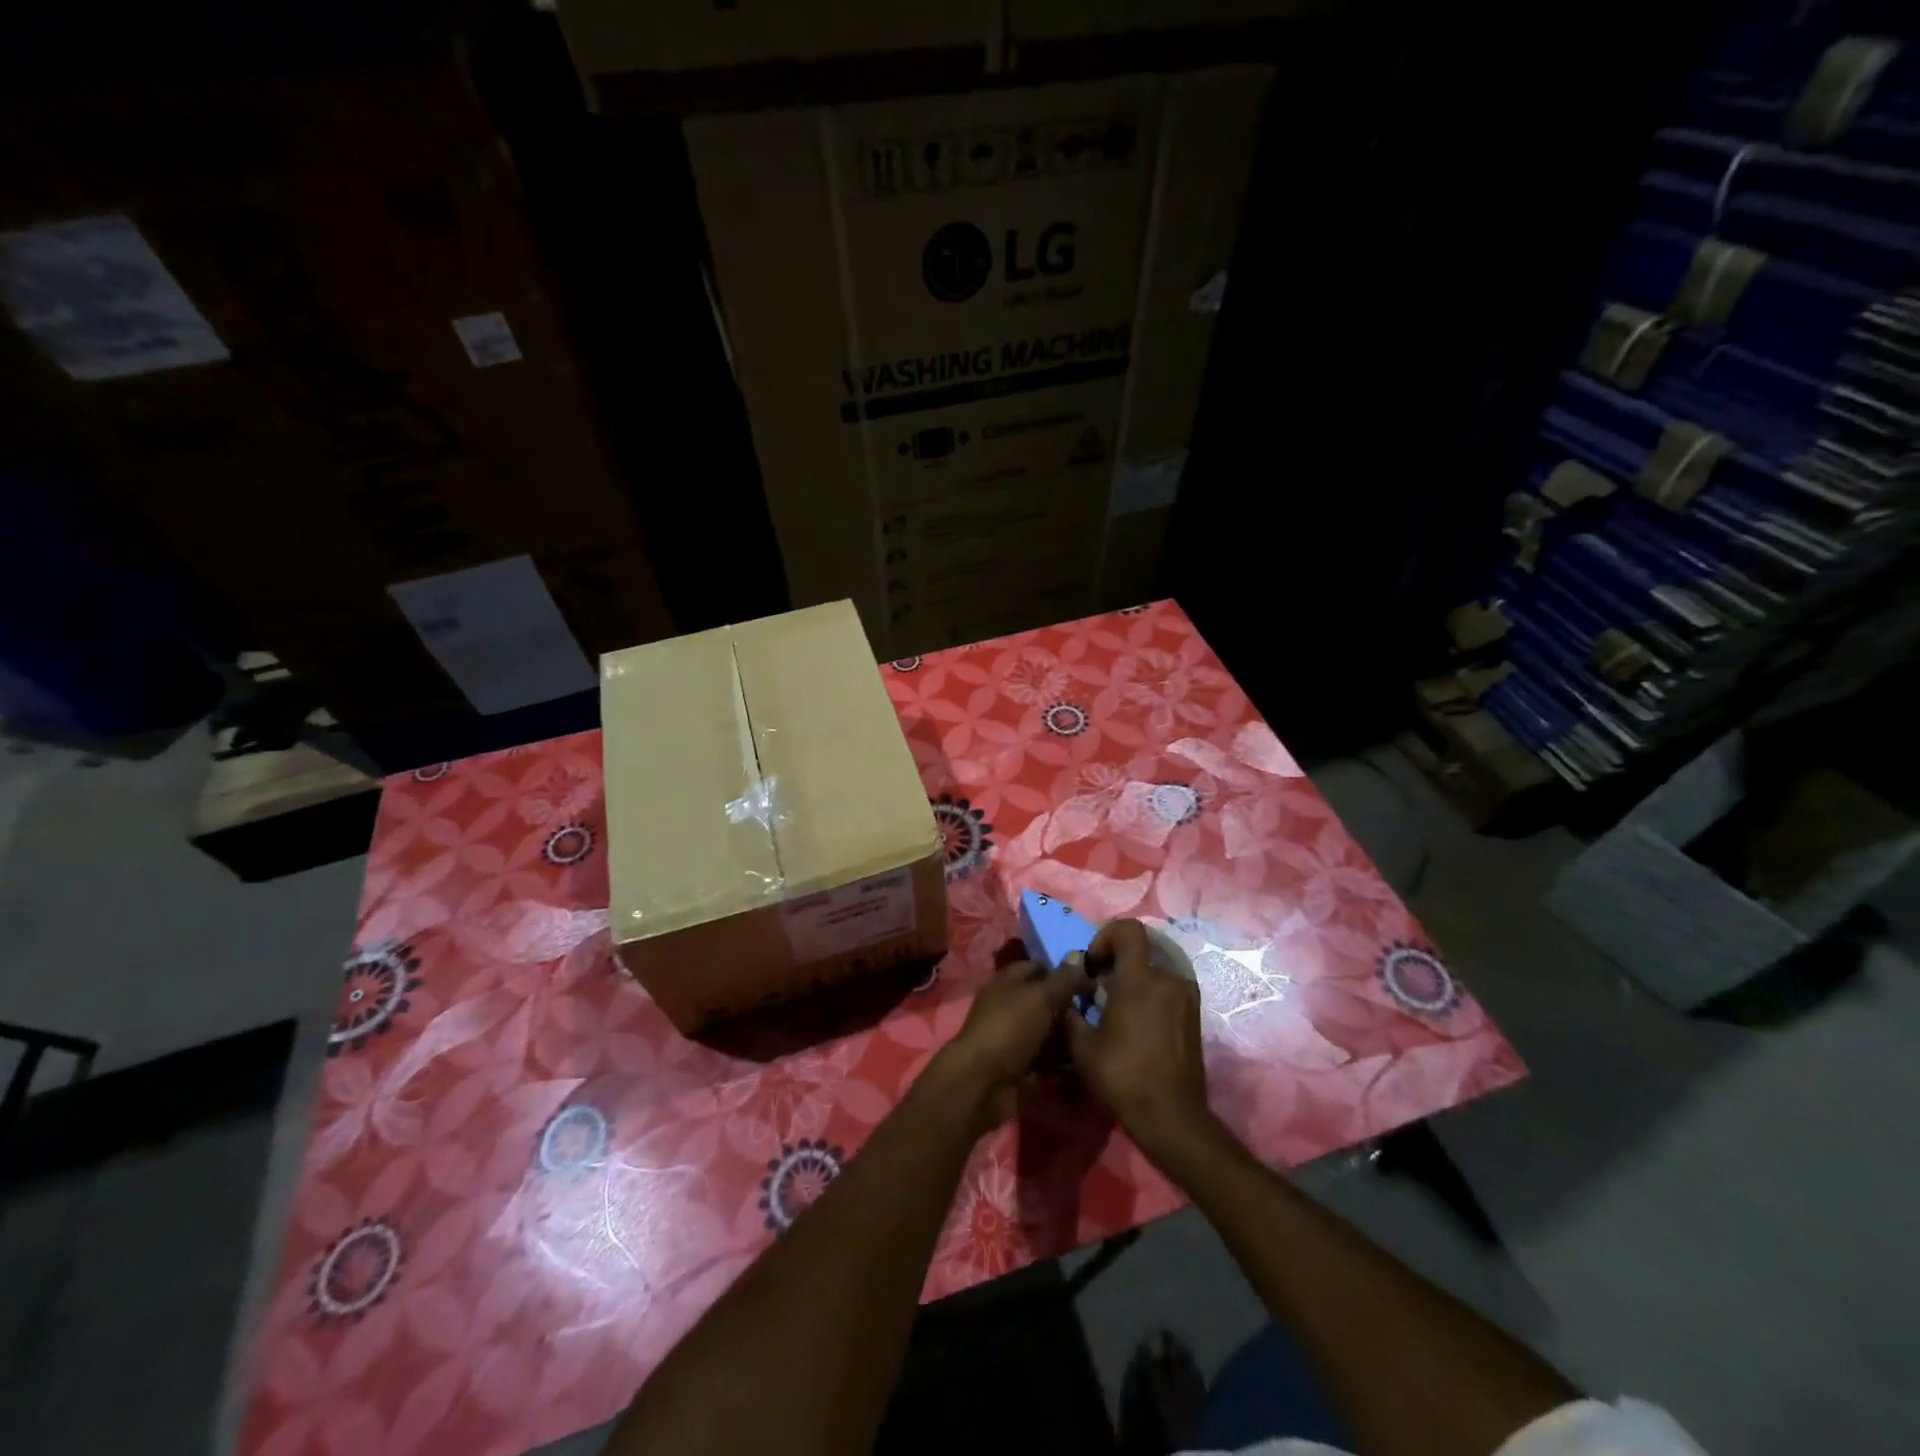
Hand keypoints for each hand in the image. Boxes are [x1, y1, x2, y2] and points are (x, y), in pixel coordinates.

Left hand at [926, 958, 1089, 1134]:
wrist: (983, 1081)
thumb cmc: (1011, 1027)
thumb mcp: (1041, 997)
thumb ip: (1063, 980)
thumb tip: (1080, 960)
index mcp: (1007, 981)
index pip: (1037, 968)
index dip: (1062, 972)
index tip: (1090, 982)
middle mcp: (1007, 1005)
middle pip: (1043, 1001)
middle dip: (1068, 1007)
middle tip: (1099, 1014)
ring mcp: (1011, 1036)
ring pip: (1045, 1030)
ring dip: (1066, 1035)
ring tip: (1096, 1039)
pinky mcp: (1016, 1064)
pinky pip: (1043, 1057)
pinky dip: (1059, 1060)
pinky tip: (1082, 1062)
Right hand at [1064, 920, 1217, 1162]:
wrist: (1171, 1116)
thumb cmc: (1124, 1077)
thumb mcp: (1083, 1047)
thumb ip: (1070, 1012)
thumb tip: (1064, 994)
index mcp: (1140, 980)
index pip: (1128, 929)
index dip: (1106, 936)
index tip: (1094, 964)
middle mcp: (1167, 979)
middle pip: (1141, 948)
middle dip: (1118, 961)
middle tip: (1102, 988)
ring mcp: (1185, 996)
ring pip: (1155, 969)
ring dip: (1135, 979)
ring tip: (1120, 1009)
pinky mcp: (1194, 1013)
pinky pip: (1168, 987)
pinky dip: (1151, 993)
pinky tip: (1139, 1023)